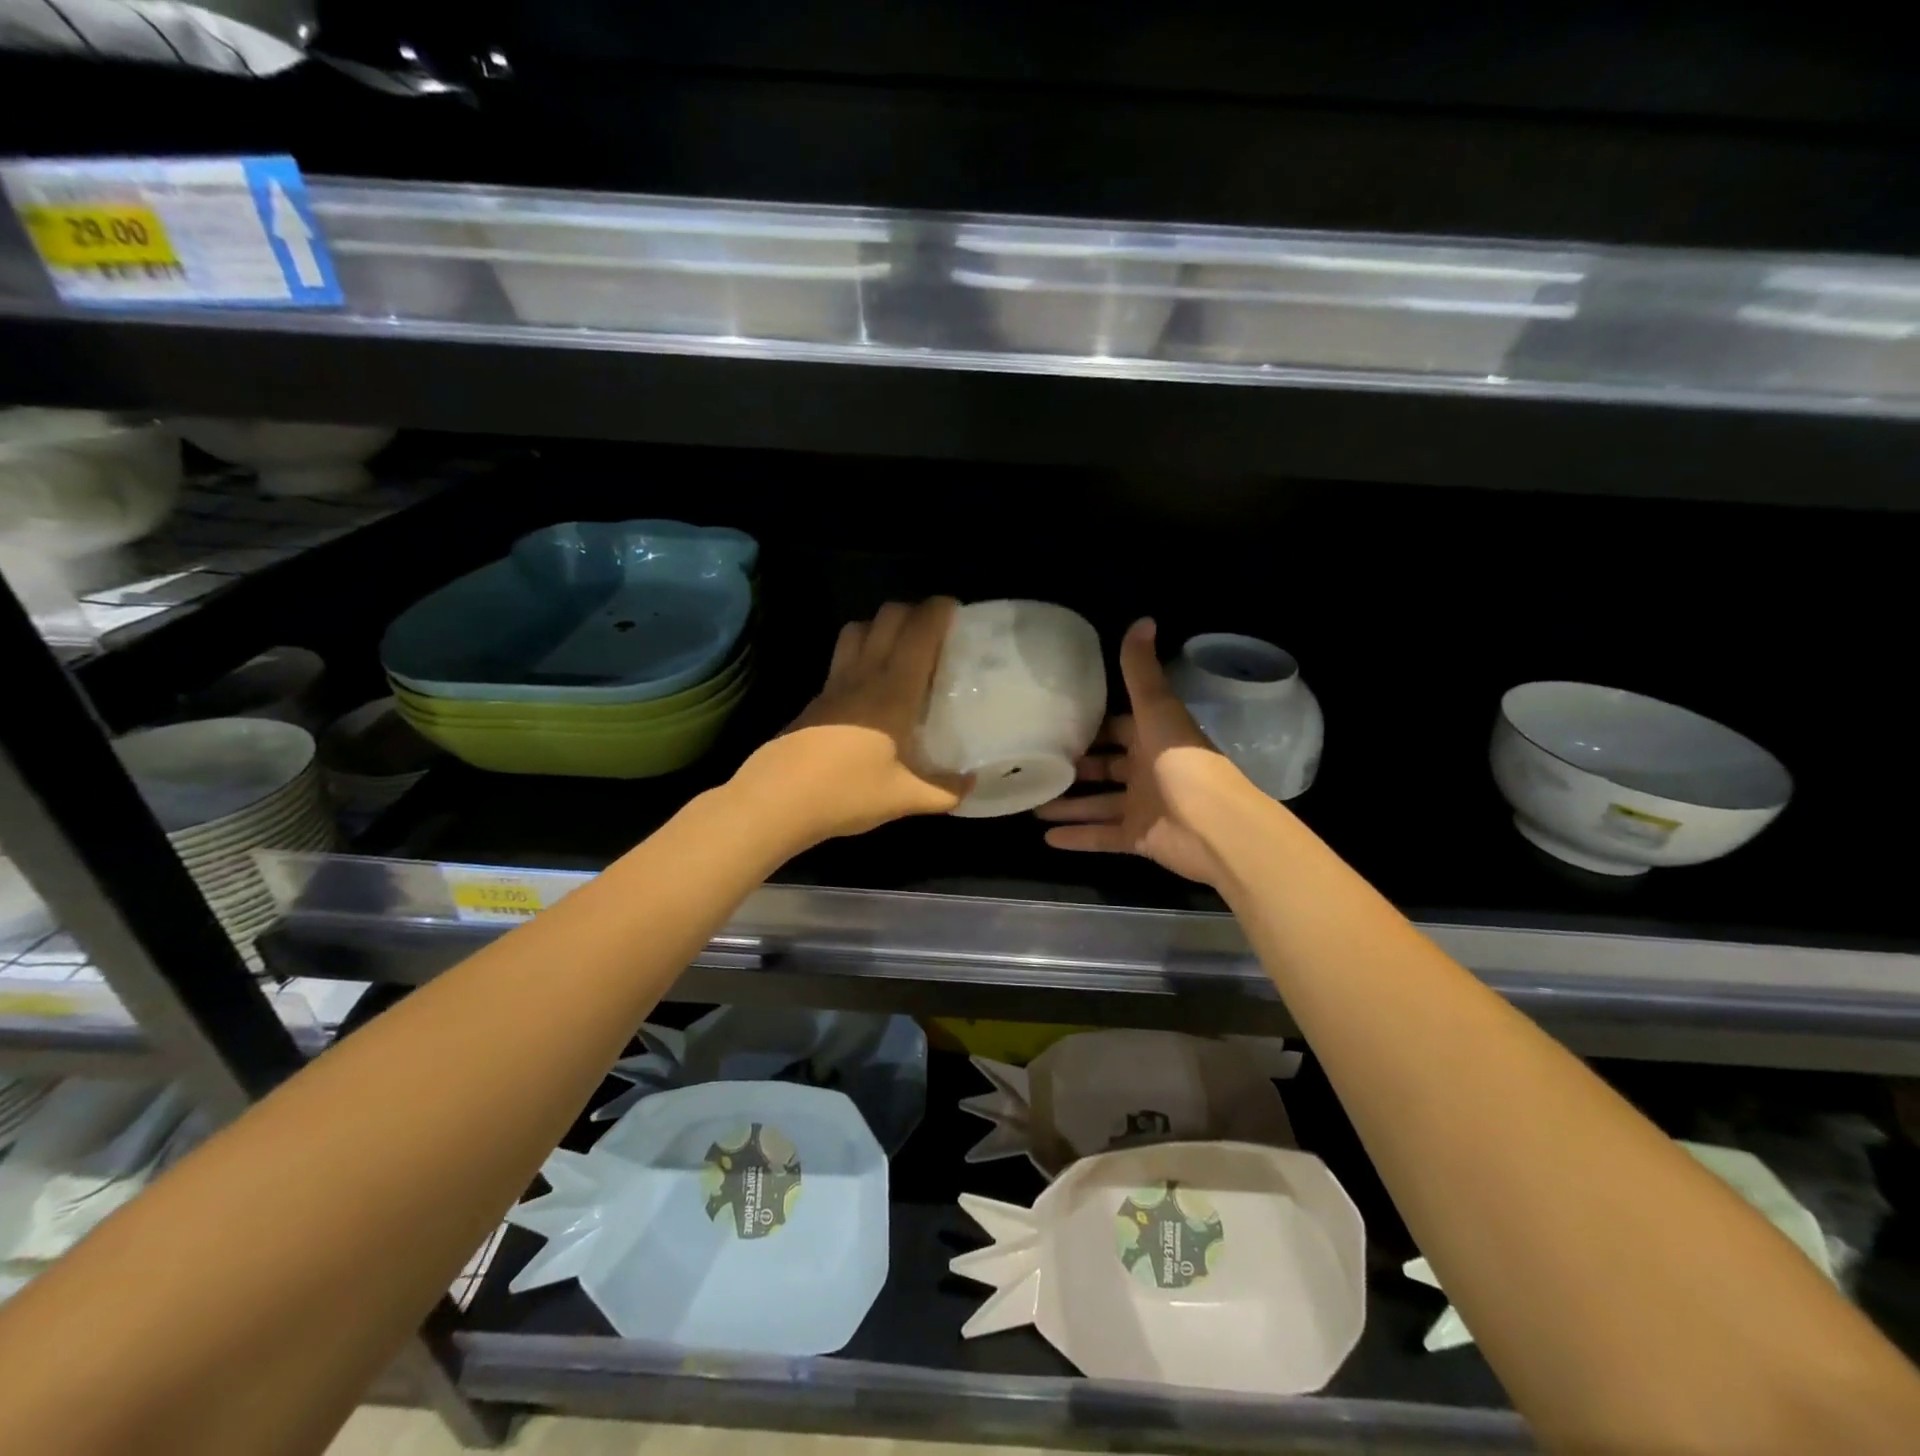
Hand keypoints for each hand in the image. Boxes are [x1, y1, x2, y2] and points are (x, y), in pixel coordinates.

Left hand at [734, 598, 969, 842]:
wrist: (778, 800)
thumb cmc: (848, 792)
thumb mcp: (906, 798)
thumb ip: (945, 791)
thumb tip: (971, 783)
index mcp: (894, 690)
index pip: (918, 632)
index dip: (938, 611)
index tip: (955, 610)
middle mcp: (864, 675)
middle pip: (887, 617)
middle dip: (913, 611)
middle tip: (933, 632)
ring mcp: (835, 684)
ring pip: (858, 629)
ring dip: (881, 626)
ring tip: (899, 650)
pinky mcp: (816, 699)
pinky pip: (842, 658)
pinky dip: (861, 653)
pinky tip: (870, 686)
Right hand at [1035, 618, 1249, 886]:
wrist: (1214, 827)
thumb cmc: (1182, 762)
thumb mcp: (1157, 710)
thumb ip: (1141, 672)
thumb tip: (1142, 619)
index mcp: (1153, 737)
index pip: (1118, 728)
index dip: (1092, 725)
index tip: (1056, 722)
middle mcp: (1147, 770)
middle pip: (1105, 767)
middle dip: (1075, 766)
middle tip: (1036, 763)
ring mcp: (1143, 806)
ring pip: (1098, 804)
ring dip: (1069, 804)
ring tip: (1031, 804)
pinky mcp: (1138, 837)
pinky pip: (1101, 836)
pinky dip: (1077, 837)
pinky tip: (1045, 838)